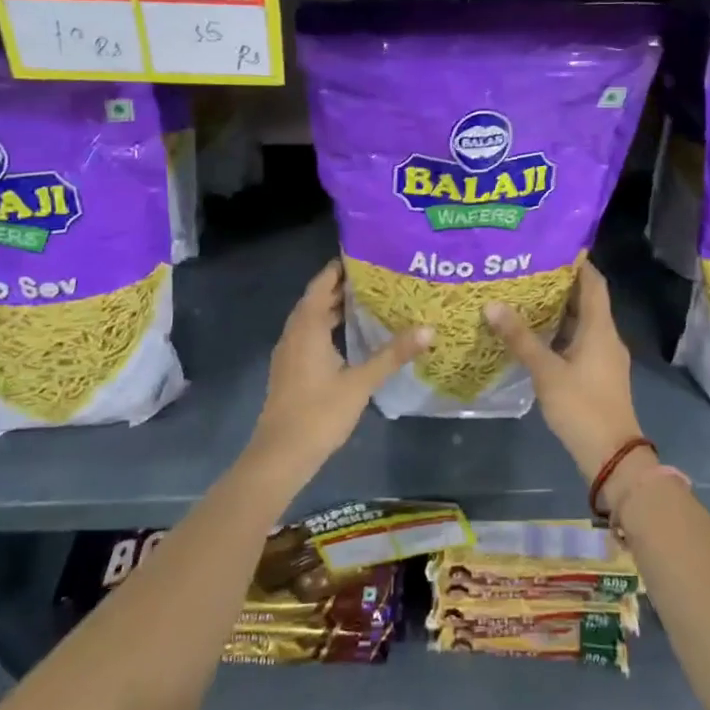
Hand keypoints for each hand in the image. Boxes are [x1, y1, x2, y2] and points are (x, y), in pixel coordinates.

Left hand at [247, 259, 430, 486]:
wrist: (280, 455)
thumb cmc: (319, 413)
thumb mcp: (361, 382)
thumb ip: (392, 354)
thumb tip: (428, 329)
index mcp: (307, 327)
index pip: (323, 283)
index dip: (341, 266)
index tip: (368, 254)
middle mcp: (294, 333)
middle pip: (318, 298)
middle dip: (345, 285)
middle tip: (380, 276)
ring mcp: (290, 352)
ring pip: (314, 318)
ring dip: (337, 307)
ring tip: (372, 300)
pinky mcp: (291, 368)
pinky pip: (311, 334)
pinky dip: (330, 326)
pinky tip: (353, 336)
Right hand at [484, 261, 641, 484]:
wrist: (611, 456)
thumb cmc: (582, 407)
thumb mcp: (546, 372)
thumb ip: (520, 339)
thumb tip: (492, 305)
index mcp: (600, 328)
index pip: (594, 282)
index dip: (577, 262)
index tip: (551, 246)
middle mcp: (606, 337)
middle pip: (586, 300)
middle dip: (559, 284)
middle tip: (526, 269)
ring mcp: (604, 357)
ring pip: (581, 323)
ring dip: (557, 310)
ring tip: (524, 296)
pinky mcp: (598, 374)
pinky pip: (578, 341)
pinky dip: (559, 332)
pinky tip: (534, 335)